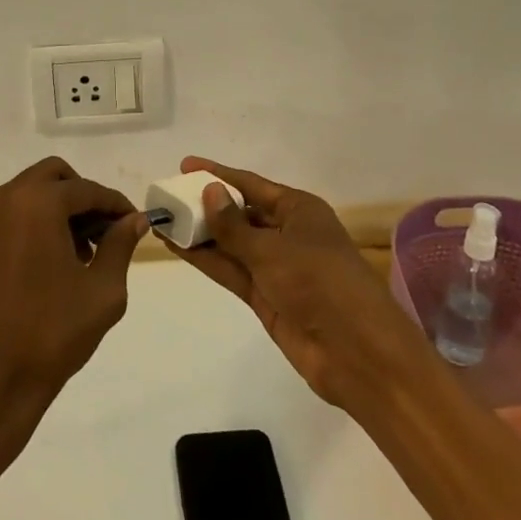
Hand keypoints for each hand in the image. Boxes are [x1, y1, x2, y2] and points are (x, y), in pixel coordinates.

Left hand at [0, 157, 148, 421]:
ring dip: (56, 209)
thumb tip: (135, 220)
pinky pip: (9, 217)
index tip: (134, 222)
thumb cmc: (52, 333)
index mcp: (37, 203)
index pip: (87, 189)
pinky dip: (32, 225)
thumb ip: (120, 245)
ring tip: (78, 253)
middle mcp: (5, 200)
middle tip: (103, 232)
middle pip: (53, 176)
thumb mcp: (102, 290)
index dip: (115, 205)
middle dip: (82, 197)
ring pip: (28, 194)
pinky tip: (47, 265)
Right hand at [169, 156, 427, 410]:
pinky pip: (231, 270)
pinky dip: (207, 259)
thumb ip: (234, 226)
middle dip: (206, 205)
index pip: (251, 184)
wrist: (356, 353)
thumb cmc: (320, 283)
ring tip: (164, 221)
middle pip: (240, 212)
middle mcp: (287, 232)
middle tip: (167, 197)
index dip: (218, 174)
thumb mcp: (272, 249)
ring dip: (201, 234)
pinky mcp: (266, 295)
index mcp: (299, 209)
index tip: (184, 166)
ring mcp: (276, 266)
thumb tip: (208, 191)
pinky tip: (178, 248)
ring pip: (231, 243)